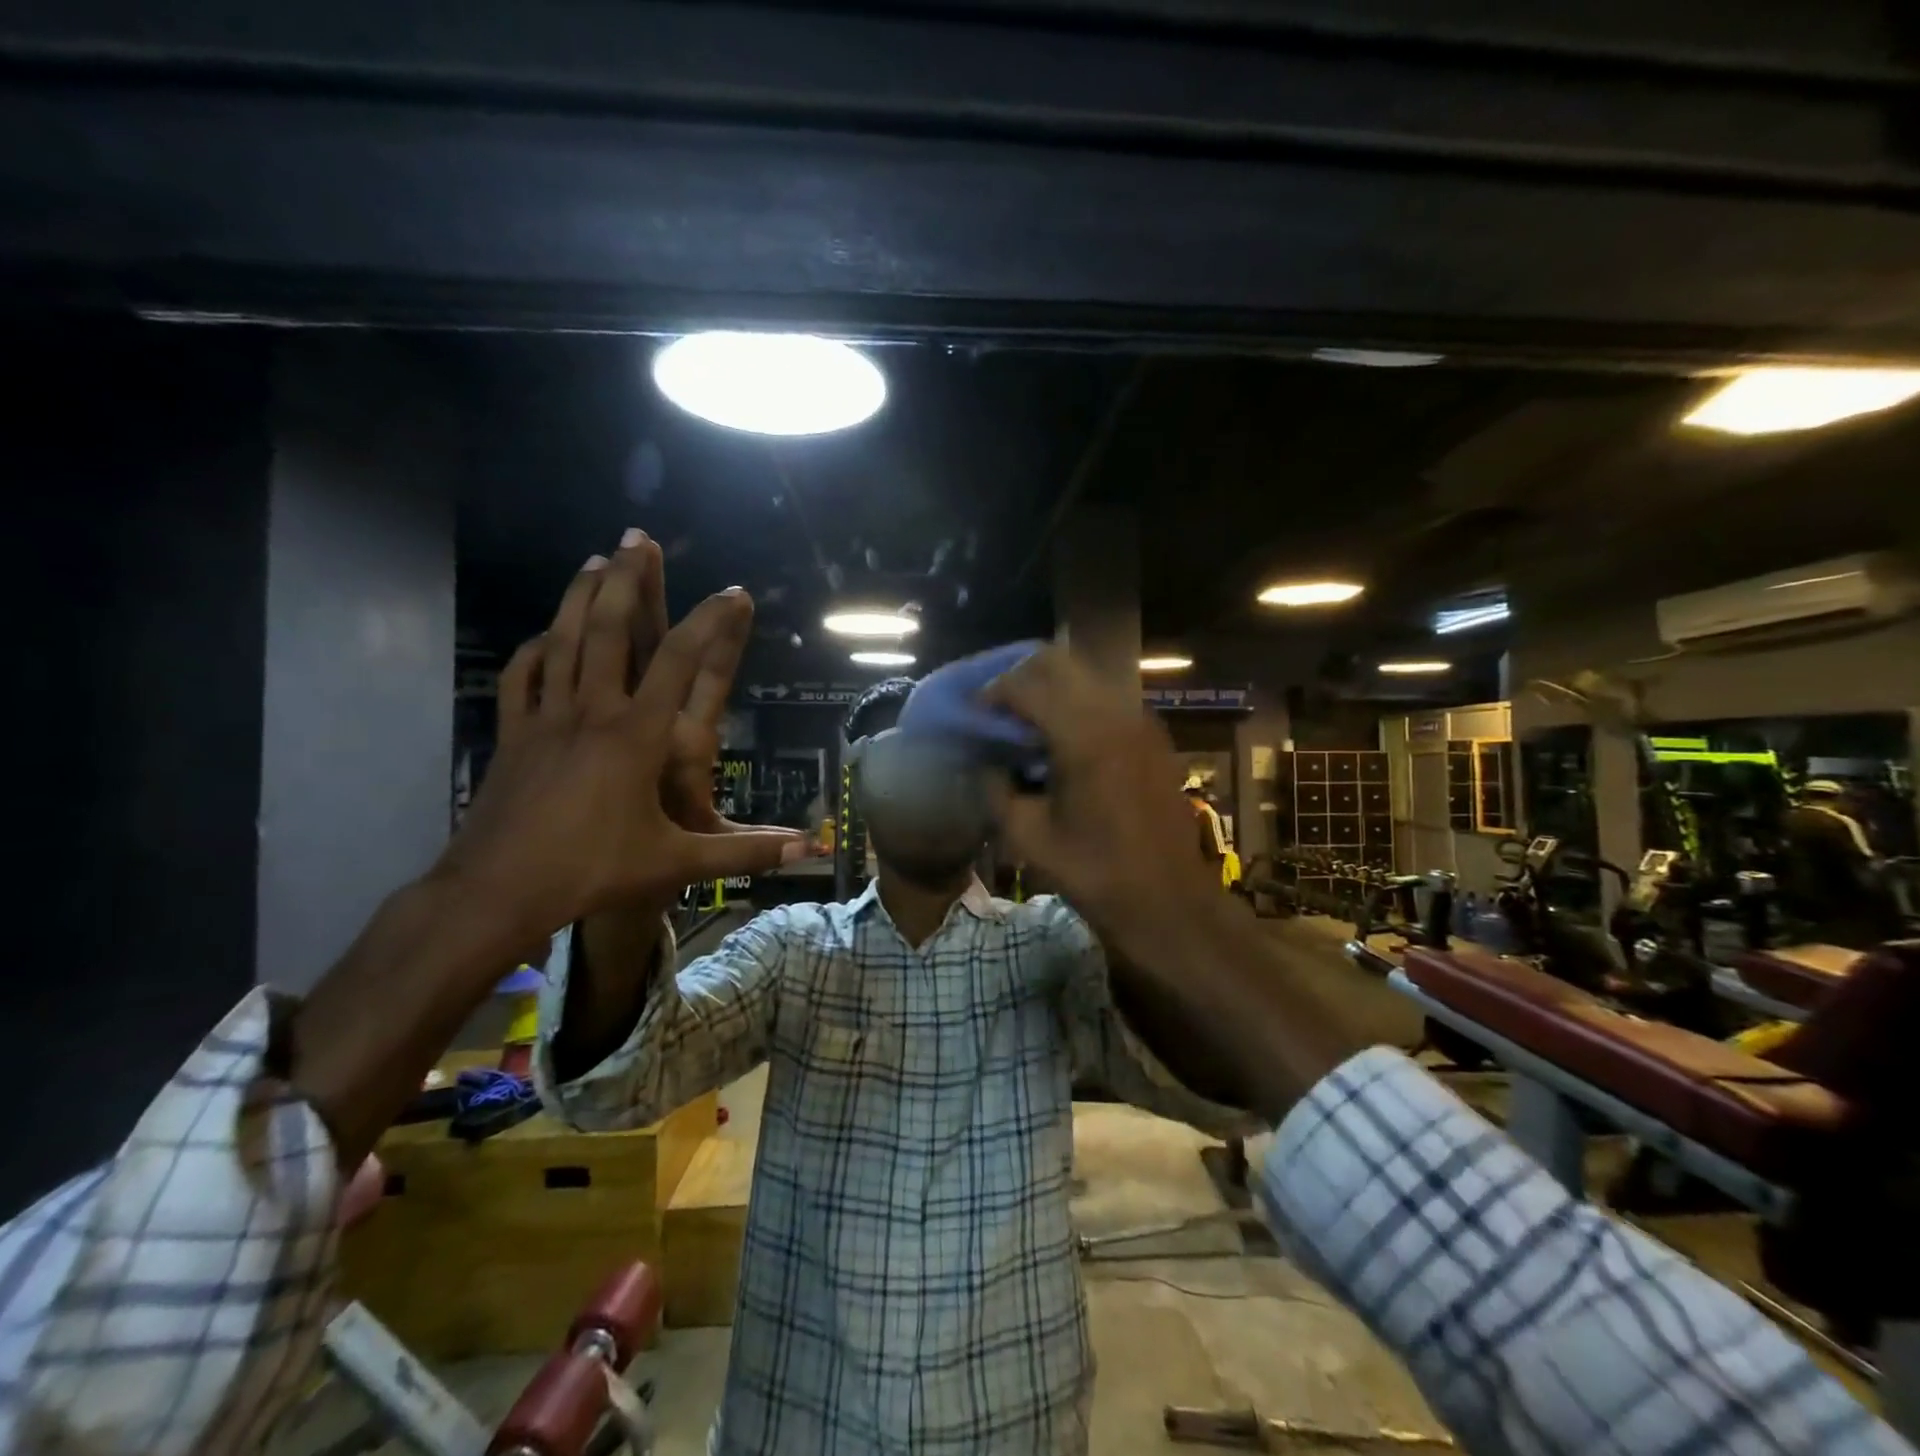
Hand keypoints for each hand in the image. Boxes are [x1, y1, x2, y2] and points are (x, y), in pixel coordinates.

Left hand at [435, 536, 805, 945]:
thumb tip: (809, 847)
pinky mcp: (514, 734)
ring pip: (563, 641)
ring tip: (593, 559)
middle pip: (609, 630)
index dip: (709, 621)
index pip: (680, 661)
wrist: (497, 892)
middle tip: (637, 538)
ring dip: (579, 596)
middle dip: (627, 580)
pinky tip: (545, 635)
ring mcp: (547, 718)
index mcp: (636, 735)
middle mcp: (592, 712)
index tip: (732, 591)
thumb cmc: (593, 872)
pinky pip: (523, 677)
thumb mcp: (677, 862)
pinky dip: (535, 649)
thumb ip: (745, 851)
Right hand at [982, 647, 1218, 939]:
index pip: (1026, 685)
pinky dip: (1074, 705)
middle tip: (995, 709)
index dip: (991, 693)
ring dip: (1048, 689)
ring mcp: (1139, 720)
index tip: (972, 715)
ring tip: (1024, 724)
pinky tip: (1059, 742)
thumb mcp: (1029, 836)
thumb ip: (996, 788)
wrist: (1168, 901)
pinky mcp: (1151, 735)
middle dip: (1018, 678)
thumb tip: (985, 762)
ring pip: (1083, 675)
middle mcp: (1115, 713)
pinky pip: (1104, 698)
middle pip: (1057, 662)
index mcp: (1083, 736)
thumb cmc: (1095, 873)